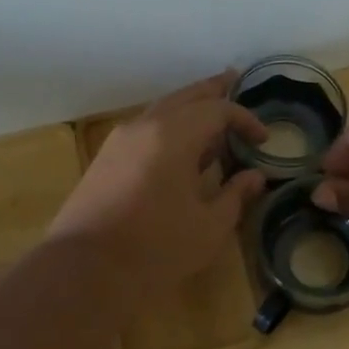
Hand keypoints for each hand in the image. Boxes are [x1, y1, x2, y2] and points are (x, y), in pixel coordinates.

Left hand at [49, 73, 269, 302]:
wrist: (86, 268)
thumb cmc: (156, 247)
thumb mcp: (209, 226)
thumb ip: (235, 195)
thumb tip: (255, 176)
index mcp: (174, 136)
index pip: (217, 111)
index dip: (245, 119)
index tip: (263, 139)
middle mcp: (145, 126)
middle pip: (185, 96)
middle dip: (212, 90)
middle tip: (233, 79)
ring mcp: (120, 140)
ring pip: (161, 109)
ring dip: (188, 107)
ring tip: (209, 112)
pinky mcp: (105, 158)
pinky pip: (145, 128)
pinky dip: (168, 126)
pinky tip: (178, 146)